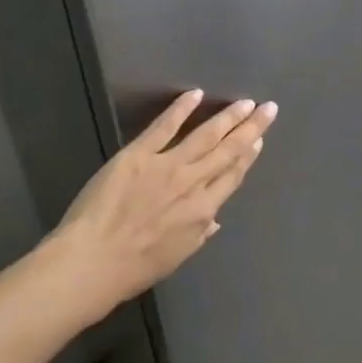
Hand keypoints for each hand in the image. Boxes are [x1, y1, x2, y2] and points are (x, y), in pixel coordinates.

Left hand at [37, 90, 276, 323]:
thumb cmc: (134, 268)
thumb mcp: (177, 256)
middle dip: (251, 128)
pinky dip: (181, 109)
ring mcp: (167, 166)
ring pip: (205, 135)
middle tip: (268, 108)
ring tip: (245, 102)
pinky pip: (164, 127)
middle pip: (228, 151)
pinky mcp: (138, 155)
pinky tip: (195, 94)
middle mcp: (193, 183)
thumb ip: (198, 233)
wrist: (92, 262)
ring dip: (228, 117)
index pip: (233, 176)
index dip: (248, 156)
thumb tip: (213, 220)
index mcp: (204, 210)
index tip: (259, 140)